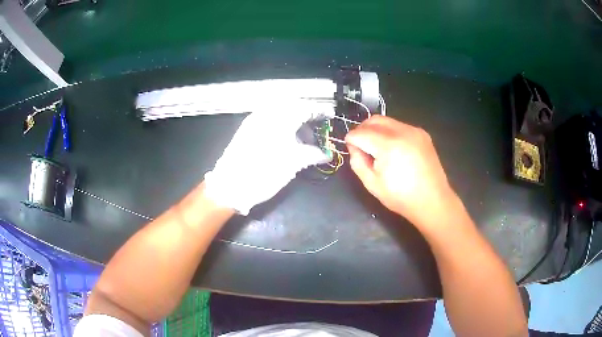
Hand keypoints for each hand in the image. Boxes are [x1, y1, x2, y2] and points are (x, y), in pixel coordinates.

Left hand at [204, 102, 330, 214]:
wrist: (230, 185)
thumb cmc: (264, 172)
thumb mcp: (293, 163)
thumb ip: (313, 154)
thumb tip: (326, 153)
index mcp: (280, 118)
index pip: (305, 107)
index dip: (319, 111)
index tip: (329, 117)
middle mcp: (266, 113)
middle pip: (292, 106)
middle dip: (306, 115)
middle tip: (315, 130)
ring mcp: (254, 120)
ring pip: (280, 112)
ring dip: (293, 121)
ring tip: (302, 140)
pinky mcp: (247, 129)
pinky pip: (269, 120)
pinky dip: (281, 125)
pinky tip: (285, 140)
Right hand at [345, 115, 459, 229]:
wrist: (433, 201)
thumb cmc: (401, 197)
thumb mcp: (372, 184)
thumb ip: (357, 162)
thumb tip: (354, 147)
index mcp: (388, 146)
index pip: (361, 133)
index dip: (351, 139)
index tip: (350, 148)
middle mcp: (402, 132)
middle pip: (373, 120)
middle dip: (362, 130)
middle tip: (361, 145)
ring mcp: (414, 131)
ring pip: (387, 121)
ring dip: (376, 130)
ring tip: (377, 147)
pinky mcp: (422, 134)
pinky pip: (399, 126)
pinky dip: (390, 132)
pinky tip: (394, 149)